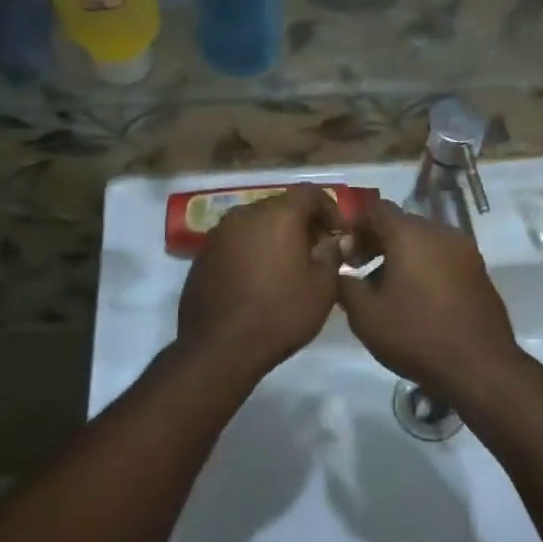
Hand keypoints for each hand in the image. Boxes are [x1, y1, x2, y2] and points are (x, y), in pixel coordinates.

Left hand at [176, 184, 345, 378]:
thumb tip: (332, 240)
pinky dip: (252, 250)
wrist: (219, 348)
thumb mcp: (322, 288)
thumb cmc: (280, 314)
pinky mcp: (203, 255)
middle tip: (316, 250)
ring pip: (256, 223)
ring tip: (287, 266)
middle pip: (281, 206)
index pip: (310, 193)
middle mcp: (245, 214)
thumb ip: (331, 254)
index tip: (338, 234)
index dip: (330, 209)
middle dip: (302, 223)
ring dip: (275, 236)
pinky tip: (259, 279)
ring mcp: (219, 234)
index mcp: (278, 215)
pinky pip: (236, 242)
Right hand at [335, 200, 522, 395]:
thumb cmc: (416, 335)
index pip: (377, 209)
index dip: (356, 225)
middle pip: (403, 223)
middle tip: (359, 269)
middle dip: (378, 241)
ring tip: (386, 288)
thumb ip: (345, 285)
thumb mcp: (366, 315)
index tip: (344, 251)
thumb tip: (341, 270)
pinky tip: (416, 298)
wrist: (480, 366)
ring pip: (425, 241)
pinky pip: (444, 257)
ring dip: (402, 255)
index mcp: (411, 234)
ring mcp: (465, 251)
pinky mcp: (479, 271)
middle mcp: (441, 232)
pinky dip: (425, 266)